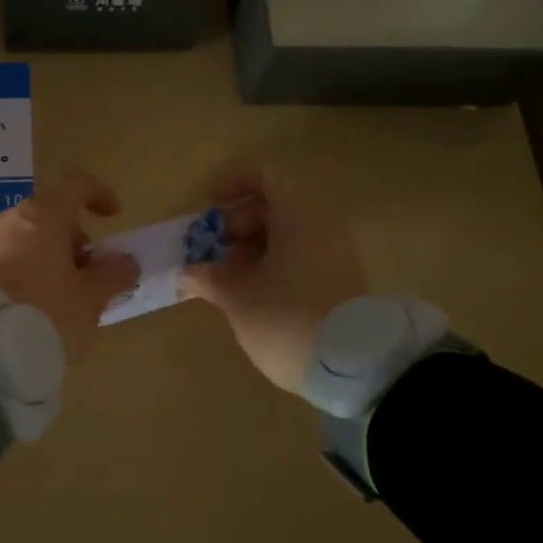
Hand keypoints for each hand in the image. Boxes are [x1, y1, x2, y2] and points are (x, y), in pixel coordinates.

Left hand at [0, 171, 139, 360]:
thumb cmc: (43, 312)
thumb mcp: (90, 299)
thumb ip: (112, 276)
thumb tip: (124, 262)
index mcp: (43, 216)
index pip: (76, 187)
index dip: (99, 195)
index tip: (113, 216)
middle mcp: (9, 221)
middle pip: (49, 218)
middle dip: (72, 242)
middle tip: (87, 279)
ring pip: (24, 243)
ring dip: (46, 262)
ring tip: (58, 302)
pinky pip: (2, 264)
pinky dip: (21, 277)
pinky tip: (27, 311)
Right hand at [179, 166, 369, 394]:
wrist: (353, 367)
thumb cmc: (287, 317)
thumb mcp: (239, 298)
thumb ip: (211, 278)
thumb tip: (190, 271)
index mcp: (297, 216)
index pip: (266, 176)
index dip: (234, 184)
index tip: (209, 207)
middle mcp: (321, 227)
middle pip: (276, 206)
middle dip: (239, 224)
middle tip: (215, 254)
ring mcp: (334, 255)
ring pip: (288, 235)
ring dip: (253, 250)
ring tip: (228, 282)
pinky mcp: (339, 282)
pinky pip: (301, 258)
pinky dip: (274, 267)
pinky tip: (254, 297)